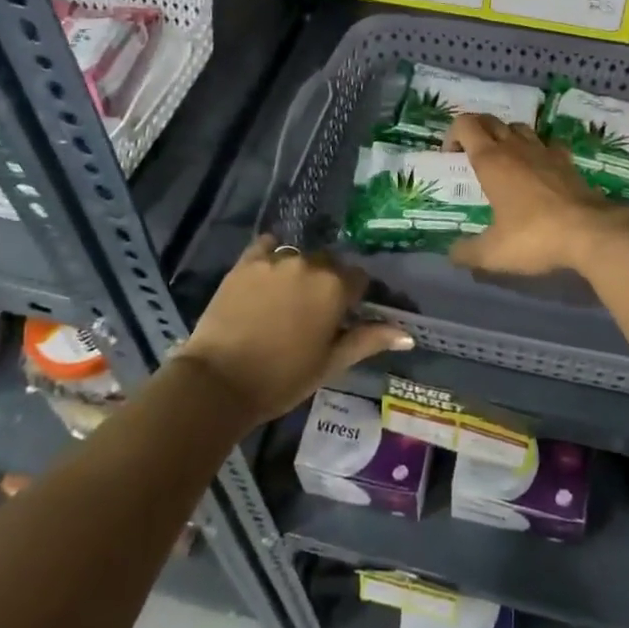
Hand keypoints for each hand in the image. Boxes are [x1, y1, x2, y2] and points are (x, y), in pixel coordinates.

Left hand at [177, 237, 413, 424]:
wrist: (219, 381)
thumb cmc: (282, 379)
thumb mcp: (330, 364)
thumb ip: (368, 340)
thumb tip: (408, 335)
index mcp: (335, 288)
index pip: (358, 279)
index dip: (354, 297)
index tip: (344, 315)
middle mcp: (310, 264)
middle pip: (329, 264)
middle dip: (327, 282)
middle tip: (313, 311)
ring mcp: (275, 259)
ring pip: (299, 256)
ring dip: (300, 271)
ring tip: (286, 299)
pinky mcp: (246, 261)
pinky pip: (267, 246)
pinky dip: (271, 256)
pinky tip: (267, 276)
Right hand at [448, 113, 628, 276]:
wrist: (591, 232)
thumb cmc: (534, 236)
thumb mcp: (492, 253)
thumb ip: (467, 252)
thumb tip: (452, 254)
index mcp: (491, 160)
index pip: (466, 124)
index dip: (453, 134)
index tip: (450, 156)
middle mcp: (515, 147)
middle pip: (491, 120)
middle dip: (476, 131)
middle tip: (471, 156)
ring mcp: (545, 151)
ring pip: (519, 128)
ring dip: (506, 136)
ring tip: (504, 161)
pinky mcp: (568, 162)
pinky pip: (548, 144)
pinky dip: (538, 149)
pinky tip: (539, 168)